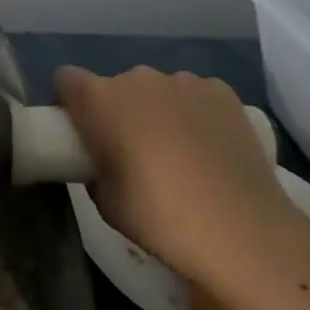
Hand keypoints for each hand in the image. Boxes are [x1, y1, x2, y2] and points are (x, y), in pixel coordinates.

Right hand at [53, 66, 298, 294]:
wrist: (243, 230)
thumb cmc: (160, 218)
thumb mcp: (106, 202)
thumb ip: (95, 168)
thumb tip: (104, 159)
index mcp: (100, 100)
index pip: (66, 79)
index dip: (70, 102)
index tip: (82, 131)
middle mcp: (138, 78)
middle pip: (116, 86)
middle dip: (119, 111)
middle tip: (134, 152)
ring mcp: (183, 80)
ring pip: (158, 90)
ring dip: (159, 111)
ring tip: (181, 153)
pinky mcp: (221, 90)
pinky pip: (195, 95)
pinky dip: (195, 113)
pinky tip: (211, 148)